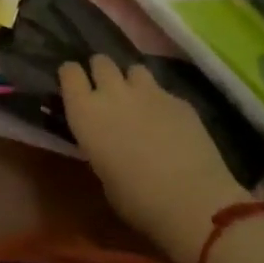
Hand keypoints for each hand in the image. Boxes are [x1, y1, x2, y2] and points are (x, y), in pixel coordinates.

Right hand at [59, 56, 248, 262]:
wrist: (193, 201)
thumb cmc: (138, 201)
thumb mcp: (103, 174)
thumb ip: (99, 144)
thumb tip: (107, 140)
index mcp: (85, 113)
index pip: (69, 72)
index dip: (72, 77)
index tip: (75, 87)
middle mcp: (112, 93)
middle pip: (101, 61)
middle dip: (102, 73)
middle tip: (108, 93)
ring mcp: (149, 92)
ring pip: (134, 69)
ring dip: (132, 82)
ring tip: (139, 102)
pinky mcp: (179, 99)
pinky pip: (163, 91)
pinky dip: (162, 102)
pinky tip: (170, 124)